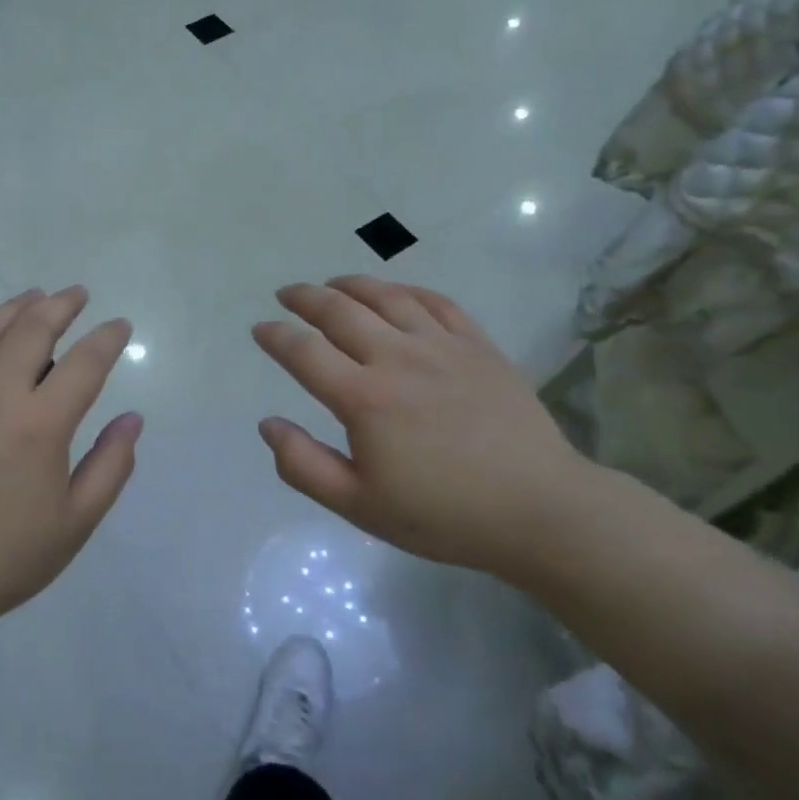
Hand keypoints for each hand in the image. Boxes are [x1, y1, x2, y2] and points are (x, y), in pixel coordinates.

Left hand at [0, 287, 141, 668]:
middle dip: (61, 305)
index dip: (107, 339)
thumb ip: (111, 466)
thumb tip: (131, 419)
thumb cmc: (4, 558)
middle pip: (30, 330)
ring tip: (33, 297)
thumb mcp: (75, 523)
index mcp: (39, 425)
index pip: (84, 363)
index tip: (120, 326)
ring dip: (12, 308)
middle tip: (77, 295)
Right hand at [252, 276, 595, 582]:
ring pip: (386, 296)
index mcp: (364, 398)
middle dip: (305, 298)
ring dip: (351, 285)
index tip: (260, 329)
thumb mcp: (360, 506)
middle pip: (339, 311)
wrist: (538, 509)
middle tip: (287, 294)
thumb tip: (268, 424)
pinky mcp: (478, 345)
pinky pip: (436, 302)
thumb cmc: (443, 515)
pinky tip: (395, 292)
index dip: (275, 336)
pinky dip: (406, 290)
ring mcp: (441, 345)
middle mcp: (397, 358)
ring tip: (332, 284)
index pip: (304, 352)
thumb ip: (304, 465)